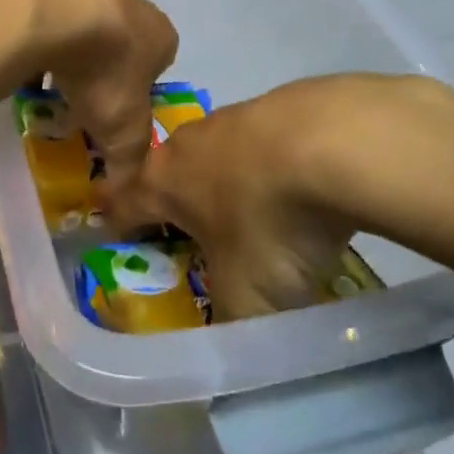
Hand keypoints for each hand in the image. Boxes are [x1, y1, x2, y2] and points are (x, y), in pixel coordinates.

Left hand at [5, 0, 178, 194]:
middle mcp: (133, 6)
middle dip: (101, 73)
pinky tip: (25, 57)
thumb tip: (124, 198)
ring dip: (70, 54)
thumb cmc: (104, 71)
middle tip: (77, 101)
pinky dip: (42, 37)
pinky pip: (50, 17)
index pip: (157, 68)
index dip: (136, 94)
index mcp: (161, 35)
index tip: (111, 114)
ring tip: (47, 81)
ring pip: (84, 29)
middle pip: (120, 47)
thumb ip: (129, 165)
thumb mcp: (123, 131)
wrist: (56, 13)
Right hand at [111, 74, 453, 318]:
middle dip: (178, 203)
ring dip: (230, 182)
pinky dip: (275, 165)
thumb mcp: (248, 297)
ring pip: (220, 154)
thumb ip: (231, 327)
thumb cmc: (271, 220)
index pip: (124, 203)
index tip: (113, 236)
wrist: (340, 142)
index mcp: (165, 180)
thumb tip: (232, 352)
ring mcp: (238, 115)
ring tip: (258, 215)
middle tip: (194, 236)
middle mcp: (191, 141)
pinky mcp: (284, 102)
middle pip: (171, 173)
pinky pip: (266, 142)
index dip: (116, 223)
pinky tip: (307, 187)